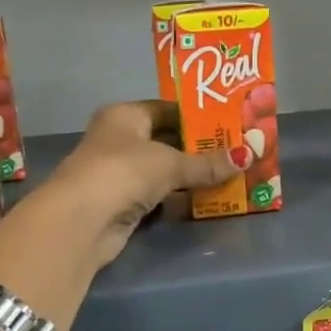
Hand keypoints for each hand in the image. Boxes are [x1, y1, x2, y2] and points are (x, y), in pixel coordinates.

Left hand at [36, 100, 239, 269]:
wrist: (81, 221)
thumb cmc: (123, 172)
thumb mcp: (170, 163)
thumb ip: (207, 163)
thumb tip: (248, 156)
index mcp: (125, 115)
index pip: (167, 109)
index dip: (198, 117)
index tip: (230, 125)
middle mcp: (119, 139)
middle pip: (167, 140)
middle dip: (200, 150)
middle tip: (238, 153)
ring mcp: (119, 173)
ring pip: (164, 171)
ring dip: (192, 177)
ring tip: (232, 176)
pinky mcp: (123, 204)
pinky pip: (159, 196)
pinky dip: (179, 199)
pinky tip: (207, 200)